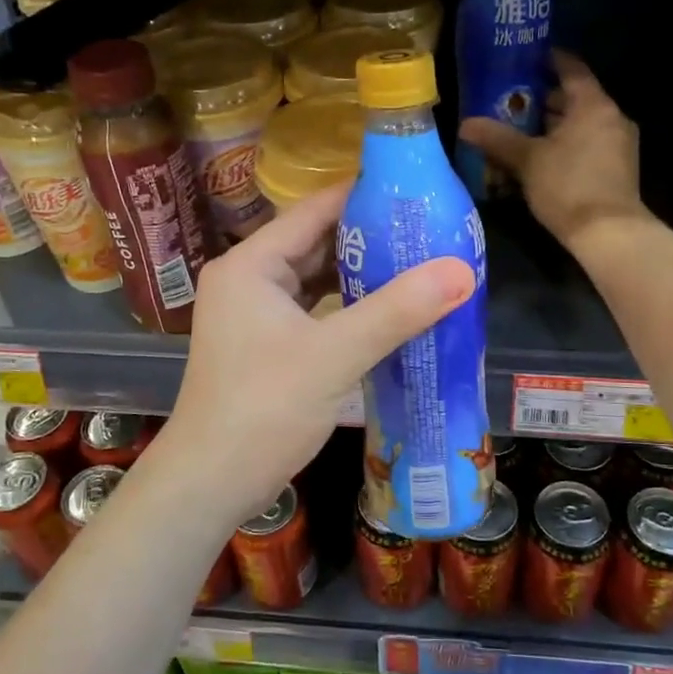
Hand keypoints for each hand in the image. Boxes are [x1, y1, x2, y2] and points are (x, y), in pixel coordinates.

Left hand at [152, 184, 475, 524]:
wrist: (210, 483)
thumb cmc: (263, 410)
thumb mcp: (334, 355)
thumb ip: (397, 311)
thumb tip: (462, 270)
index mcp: (251, 265)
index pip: (313, 211)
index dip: (363, 195)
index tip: (416, 190)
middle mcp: (248, 279)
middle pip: (316, 243)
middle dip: (370, 238)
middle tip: (428, 230)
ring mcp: (254, 314)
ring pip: (316, 280)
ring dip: (362, 274)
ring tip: (419, 262)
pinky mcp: (266, 345)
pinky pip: (314, 310)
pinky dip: (348, 307)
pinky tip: (389, 309)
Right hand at [459, 51, 647, 251]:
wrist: (608, 233)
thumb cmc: (568, 186)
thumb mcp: (527, 160)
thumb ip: (497, 139)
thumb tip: (465, 124)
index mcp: (593, 105)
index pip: (571, 69)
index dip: (548, 61)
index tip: (525, 59)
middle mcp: (611, 118)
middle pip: (574, 99)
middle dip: (542, 99)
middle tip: (510, 100)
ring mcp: (618, 144)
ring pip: (580, 124)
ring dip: (552, 126)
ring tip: (519, 130)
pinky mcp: (617, 169)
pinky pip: (587, 145)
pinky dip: (565, 145)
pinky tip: (540, 158)